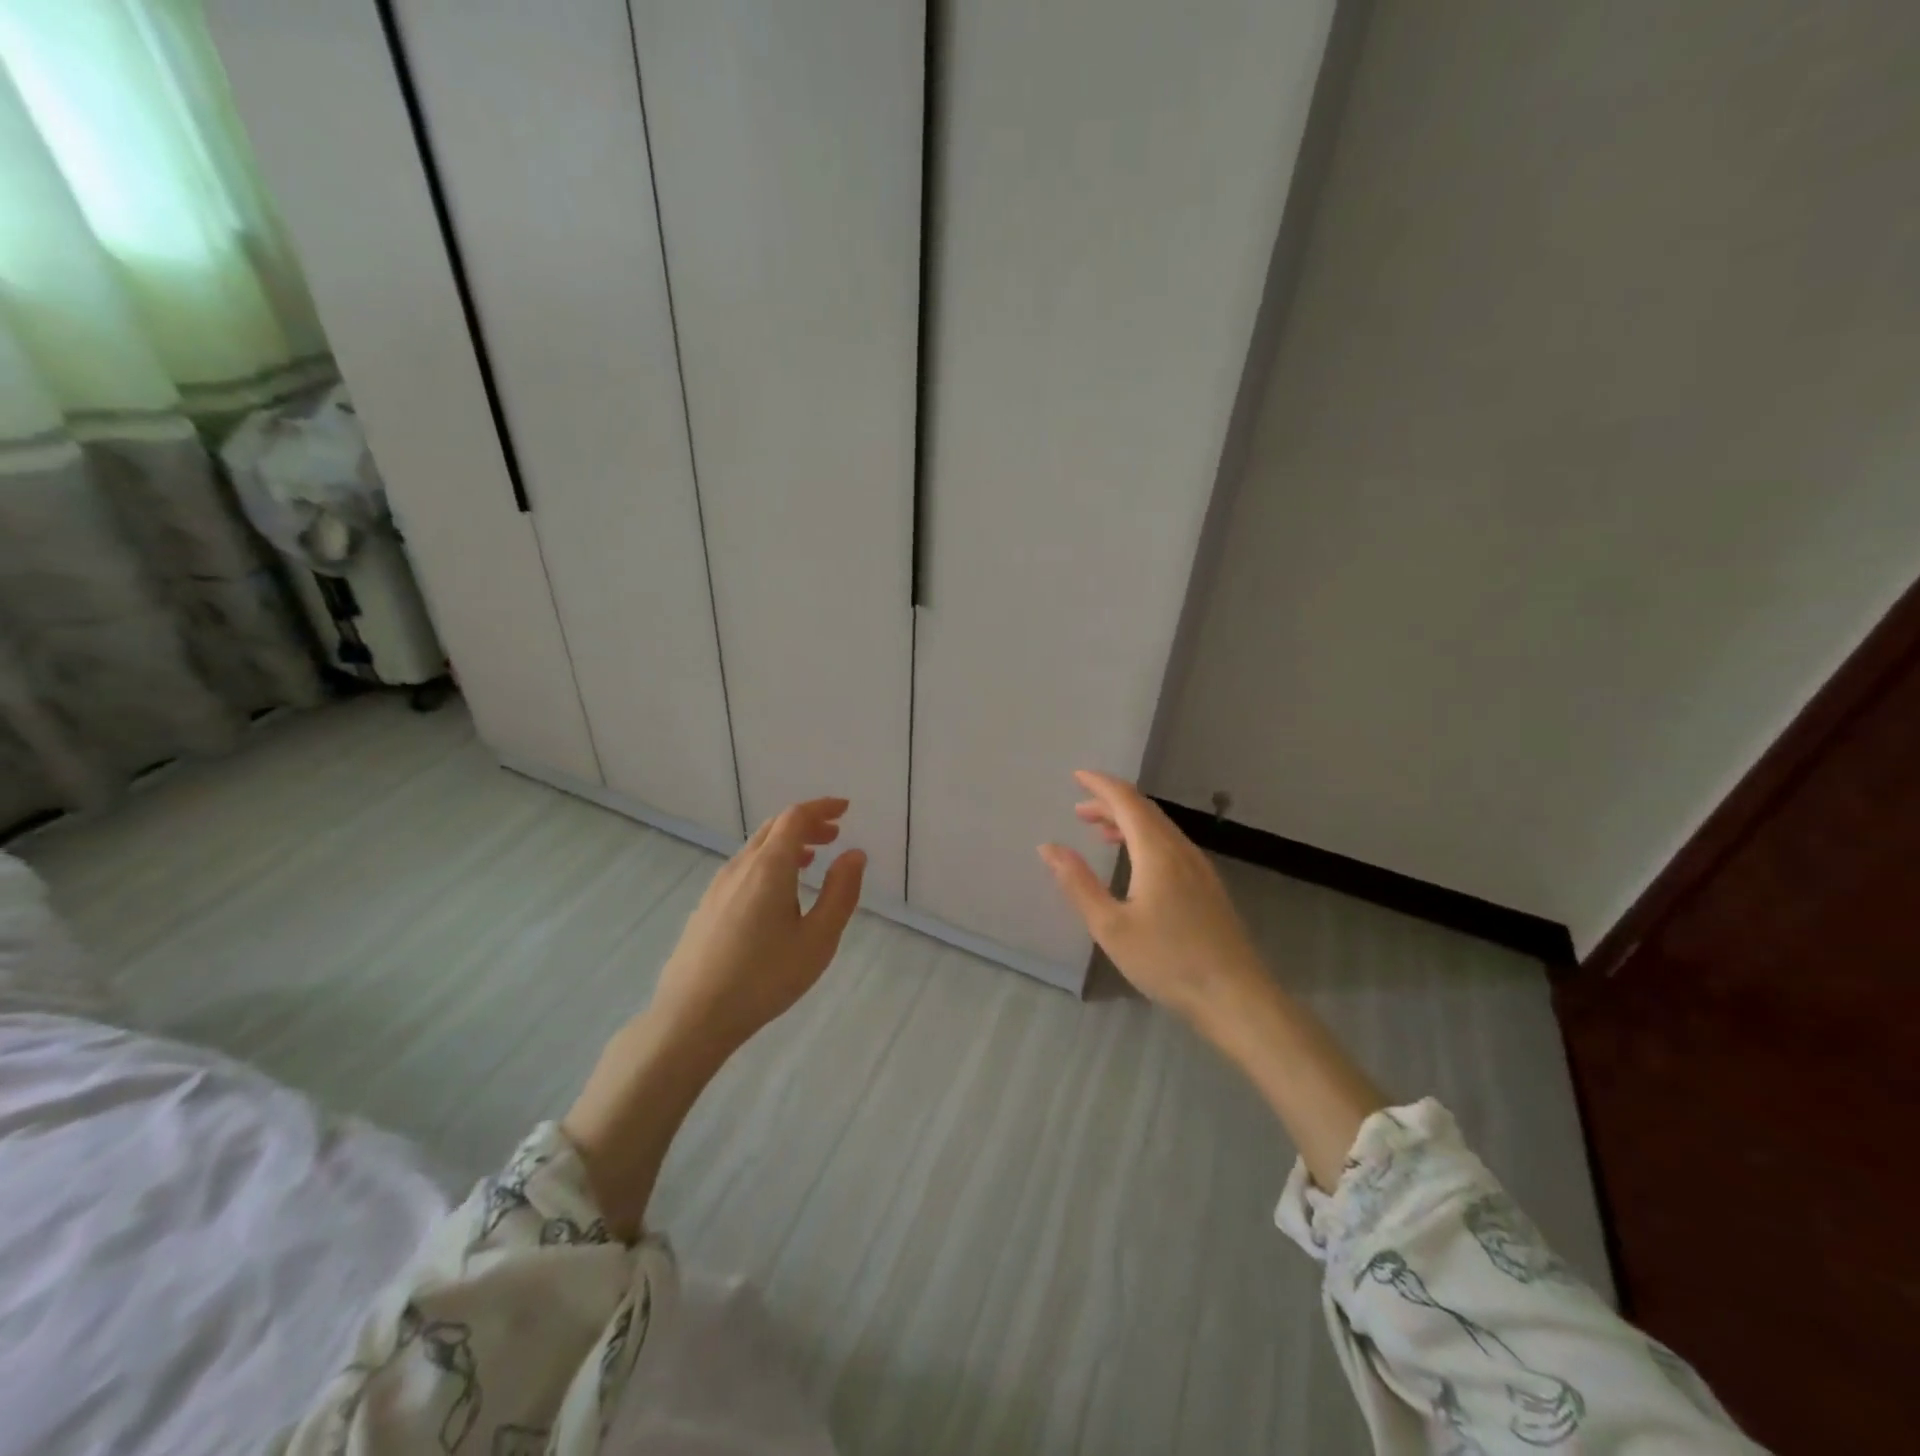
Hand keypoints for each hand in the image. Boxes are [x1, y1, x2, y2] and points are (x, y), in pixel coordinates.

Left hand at [562, 797, 864, 1236]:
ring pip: (756, 848)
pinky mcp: (706, 907)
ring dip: (787, 844)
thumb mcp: (818, 939)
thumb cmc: (764, 978)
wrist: (692, 1017)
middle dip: (806, 824)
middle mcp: (741, 866)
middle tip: (834, 834)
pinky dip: (769, 863)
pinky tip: (777, 893)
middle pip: (774, 827)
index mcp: (770, 867)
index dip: (822, 807)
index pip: (796, 817)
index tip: (845, 809)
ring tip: (811, 860)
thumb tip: (854, 855)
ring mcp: (718, 886)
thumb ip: (840, 892)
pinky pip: (744, 868)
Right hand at [1038, 770, 1263, 1027]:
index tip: (1077, 776)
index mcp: (1157, 852)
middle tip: (1080, 809)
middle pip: (1145, 810)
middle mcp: (1181, 850)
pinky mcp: (1208, 887)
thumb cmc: (1167, 961)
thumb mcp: (1111, 927)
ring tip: (1101, 831)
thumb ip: (1078, 884)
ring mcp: (1200, 868)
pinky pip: (1171, 845)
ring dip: (1128, 821)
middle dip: (1111, 802)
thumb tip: (1048, 847)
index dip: (1100, 785)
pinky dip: (1145, 839)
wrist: (1235, 997)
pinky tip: (1136, 862)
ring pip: (1160, 828)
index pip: (1127, 801)